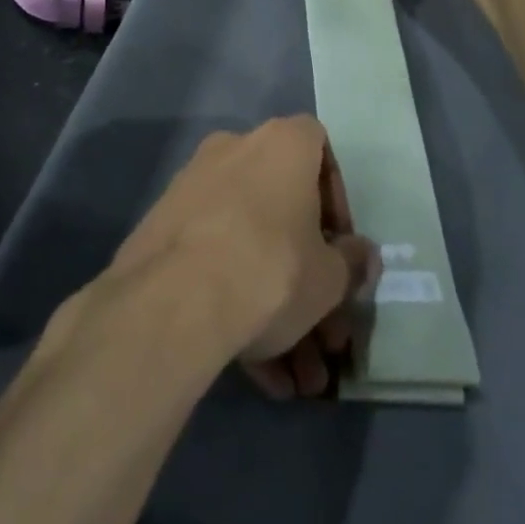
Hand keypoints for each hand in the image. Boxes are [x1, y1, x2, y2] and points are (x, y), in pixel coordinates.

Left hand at [110, 116, 378, 399]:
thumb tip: (360, 256)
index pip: (319, 147)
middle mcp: (234, 151)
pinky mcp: (164, 229)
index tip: (340, 245)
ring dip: (277, 309)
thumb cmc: (271, 269)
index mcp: (280, 144)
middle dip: (308, 278)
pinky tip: (260, 374)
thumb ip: (350, 262)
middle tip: (326, 337)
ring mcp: (194, 189)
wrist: (174, 300)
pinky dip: (236, 306)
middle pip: (282, 210)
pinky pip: (213, 261)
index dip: (336, 197)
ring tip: (297, 379)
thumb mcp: (329, 278)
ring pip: (248, 245)